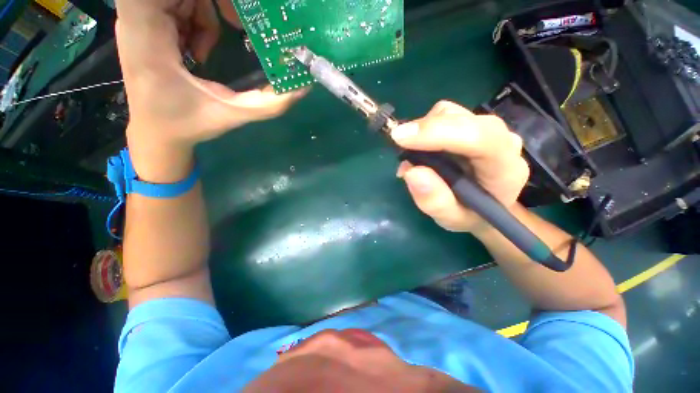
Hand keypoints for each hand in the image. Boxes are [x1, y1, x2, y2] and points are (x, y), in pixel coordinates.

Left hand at [114, 0, 306, 152]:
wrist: (157, 135)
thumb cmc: (187, 126)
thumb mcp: (232, 115)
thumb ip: (269, 103)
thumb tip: (302, 87)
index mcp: (147, 37)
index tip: (232, 14)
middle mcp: (136, 21)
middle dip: (213, 2)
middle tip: (239, 23)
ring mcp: (140, 22)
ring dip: (207, 13)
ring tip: (212, 49)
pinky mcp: (149, 27)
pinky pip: (179, 6)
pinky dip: (198, 22)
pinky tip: (201, 51)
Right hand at [391, 101, 528, 232]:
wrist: (484, 207)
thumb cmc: (469, 215)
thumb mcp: (450, 219)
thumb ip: (434, 201)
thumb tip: (411, 171)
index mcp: (504, 169)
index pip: (478, 138)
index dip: (437, 133)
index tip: (400, 138)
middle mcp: (501, 141)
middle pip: (461, 119)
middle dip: (424, 131)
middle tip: (400, 148)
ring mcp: (487, 128)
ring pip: (450, 113)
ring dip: (423, 131)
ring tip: (413, 157)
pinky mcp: (471, 124)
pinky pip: (444, 115)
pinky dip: (425, 130)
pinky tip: (421, 150)